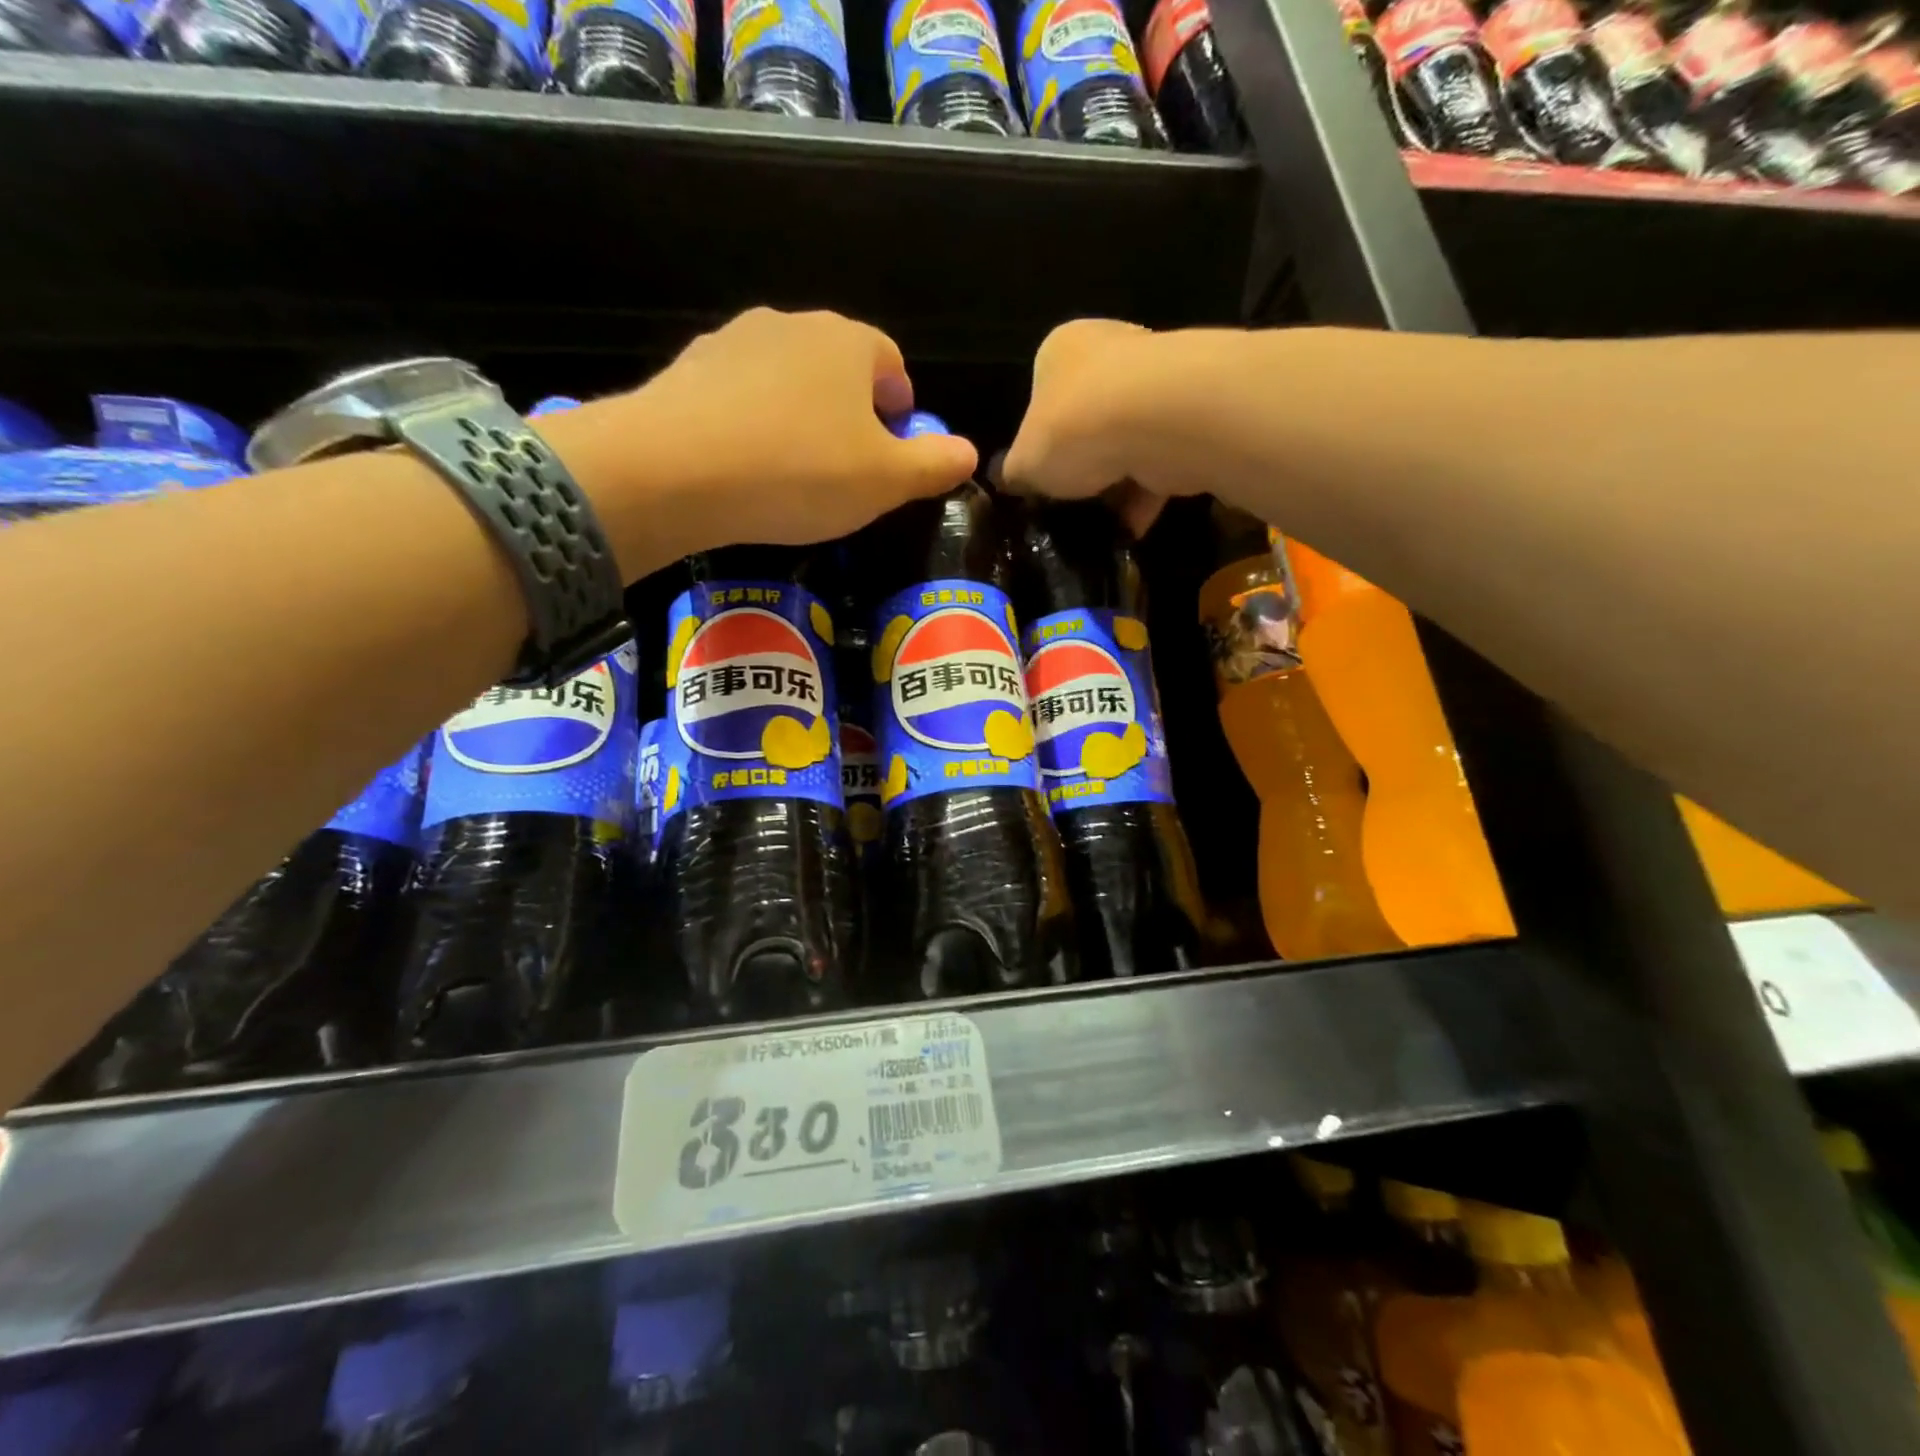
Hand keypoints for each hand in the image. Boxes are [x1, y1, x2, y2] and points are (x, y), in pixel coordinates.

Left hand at [544, 308, 978, 577]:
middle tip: (849, 468)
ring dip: (800, 416)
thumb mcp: (886, 481)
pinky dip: (753, 423)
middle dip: (851, 412)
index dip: (900, 405)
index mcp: (848, 342)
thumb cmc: (800, 471)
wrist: (675, 469)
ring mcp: (734, 341)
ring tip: (794, 470)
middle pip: (838, 367)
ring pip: (787, 379)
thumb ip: (934, 465)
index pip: (890, 361)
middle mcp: (792, 325)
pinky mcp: (690, 369)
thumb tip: (969, 453)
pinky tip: (746, 466)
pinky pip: (740, 396)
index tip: (894, 449)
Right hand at [1000, 318, 1176, 537]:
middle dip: (1083, 467)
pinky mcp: (1190, 414)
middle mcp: (1110, 351)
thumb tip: (1013, 481)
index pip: (1041, 398)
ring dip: (1116, 487)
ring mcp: (1156, 380)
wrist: (1159, 421)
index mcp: (1061, 350)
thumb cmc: (1073, 429)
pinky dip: (1146, 495)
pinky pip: (1160, 461)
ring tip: (1101, 525)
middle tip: (1071, 505)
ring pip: (1126, 443)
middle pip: (1088, 420)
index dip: (1039, 445)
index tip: (1041, 481)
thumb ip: (1016, 473)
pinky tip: (1131, 528)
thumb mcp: (1024, 463)